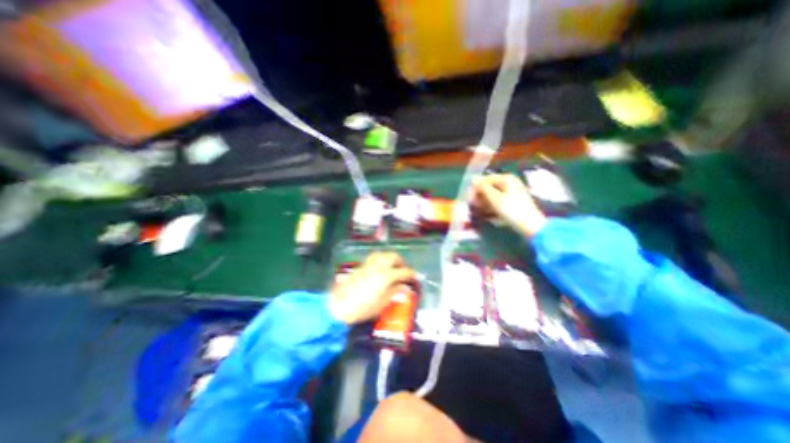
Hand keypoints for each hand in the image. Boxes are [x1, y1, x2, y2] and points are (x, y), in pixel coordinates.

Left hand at [328, 253, 414, 325]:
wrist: (339, 306)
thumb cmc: (364, 307)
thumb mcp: (383, 302)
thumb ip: (395, 292)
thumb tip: (405, 287)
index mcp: (386, 276)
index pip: (403, 271)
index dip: (411, 274)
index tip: (415, 277)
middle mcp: (379, 266)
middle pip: (393, 257)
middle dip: (401, 262)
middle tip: (403, 271)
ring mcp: (369, 264)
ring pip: (383, 254)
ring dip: (390, 258)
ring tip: (393, 267)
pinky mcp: (361, 265)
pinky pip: (374, 257)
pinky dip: (381, 259)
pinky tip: (381, 267)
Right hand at [472, 172, 547, 237]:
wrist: (530, 225)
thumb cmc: (511, 210)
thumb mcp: (495, 198)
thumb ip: (483, 187)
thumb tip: (473, 179)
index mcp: (506, 179)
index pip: (485, 179)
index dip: (475, 188)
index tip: (468, 199)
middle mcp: (509, 183)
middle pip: (489, 187)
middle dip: (479, 196)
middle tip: (472, 206)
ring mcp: (512, 192)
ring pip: (492, 194)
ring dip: (483, 202)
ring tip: (478, 211)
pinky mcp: (512, 202)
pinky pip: (498, 201)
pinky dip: (491, 206)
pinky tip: (486, 213)